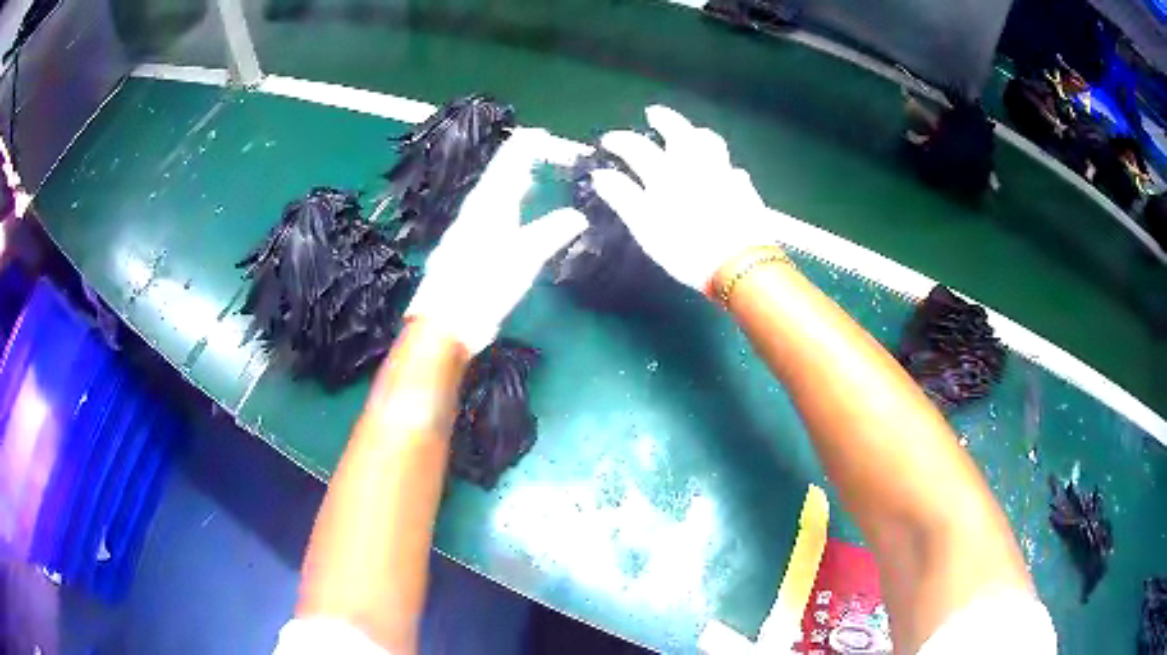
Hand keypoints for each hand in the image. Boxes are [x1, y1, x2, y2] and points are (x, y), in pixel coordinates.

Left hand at [404, 128, 586, 353]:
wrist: (446, 322)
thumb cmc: (482, 286)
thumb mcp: (523, 258)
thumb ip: (551, 232)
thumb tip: (578, 216)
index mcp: (491, 200)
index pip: (515, 154)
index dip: (540, 143)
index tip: (566, 146)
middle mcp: (479, 206)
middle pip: (506, 169)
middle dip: (533, 158)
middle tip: (562, 157)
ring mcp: (473, 225)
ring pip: (500, 190)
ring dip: (523, 179)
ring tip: (545, 176)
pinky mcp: (472, 244)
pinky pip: (496, 211)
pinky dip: (515, 202)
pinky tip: (523, 212)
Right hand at [590, 105, 779, 292]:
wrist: (739, 266)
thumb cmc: (686, 249)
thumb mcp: (646, 228)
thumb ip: (623, 198)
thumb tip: (601, 175)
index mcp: (666, 174)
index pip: (637, 147)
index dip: (620, 141)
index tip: (608, 141)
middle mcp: (695, 165)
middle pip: (678, 132)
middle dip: (664, 119)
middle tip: (653, 113)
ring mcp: (723, 174)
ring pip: (710, 142)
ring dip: (697, 133)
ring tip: (691, 134)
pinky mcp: (744, 189)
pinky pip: (732, 168)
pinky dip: (723, 164)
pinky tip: (724, 172)